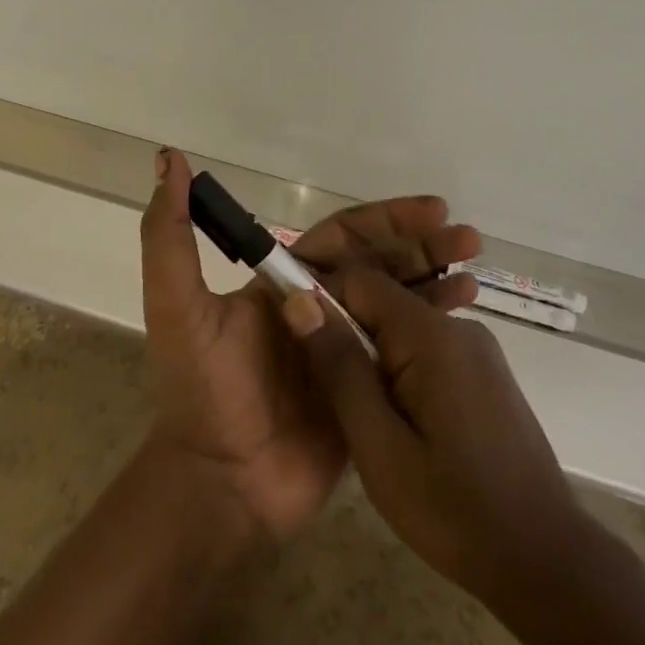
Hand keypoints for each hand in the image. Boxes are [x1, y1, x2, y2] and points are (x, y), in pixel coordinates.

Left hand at [140, 149, 479, 541]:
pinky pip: (405, 353)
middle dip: (421, 245)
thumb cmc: (201, 390)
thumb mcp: (177, 305)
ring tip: (474, 269)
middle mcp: (319, 309)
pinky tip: (466, 317)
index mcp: (285, 284)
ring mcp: (346, 351)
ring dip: (435, 280)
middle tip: (468, 238)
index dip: (386, 219)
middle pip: (380, 264)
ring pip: (398, 303)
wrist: (220, 485)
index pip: (345, 236)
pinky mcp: (366, 392)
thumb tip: (170, 160)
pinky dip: (434, 330)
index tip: (431, 208)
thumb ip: (170, 234)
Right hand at [283, 263, 578, 601]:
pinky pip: (428, 349)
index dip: (322, 303)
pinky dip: (402, 371)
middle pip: (383, 301)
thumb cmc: (453, 509)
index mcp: (430, 334)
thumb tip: (300, 301)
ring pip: (403, 327)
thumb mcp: (378, 445)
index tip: (300, 344)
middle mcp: (457, 326)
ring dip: (375, 359)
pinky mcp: (486, 370)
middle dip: (348, 336)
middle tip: (332, 397)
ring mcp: (478, 347)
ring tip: (365, 418)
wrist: (544, 558)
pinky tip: (401, 421)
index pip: (359, 280)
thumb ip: (339, 368)